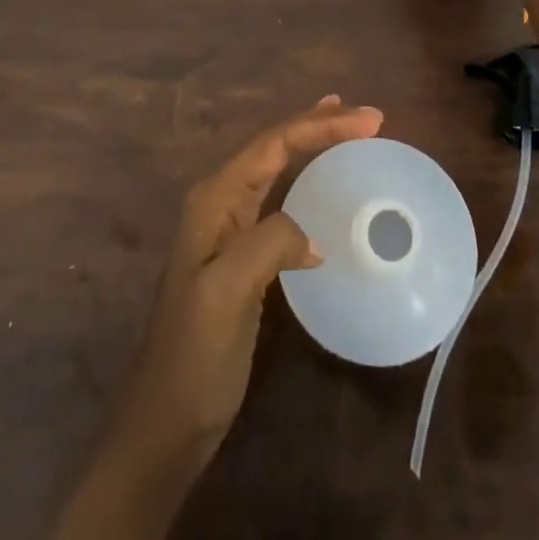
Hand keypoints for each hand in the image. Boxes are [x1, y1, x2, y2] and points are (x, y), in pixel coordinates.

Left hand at [53, 97, 383, 539]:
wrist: (166, 422)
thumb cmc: (194, 356)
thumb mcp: (227, 293)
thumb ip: (268, 244)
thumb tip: (312, 235)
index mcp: (214, 198)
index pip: (274, 144)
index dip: (321, 125)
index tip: (371, 120)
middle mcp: (220, 201)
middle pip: (276, 146)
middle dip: (320, 125)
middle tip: (368, 117)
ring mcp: (229, 228)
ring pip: (277, 168)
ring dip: (312, 144)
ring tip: (345, 125)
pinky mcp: (243, 254)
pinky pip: (281, 200)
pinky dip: (306, 181)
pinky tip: (322, 185)